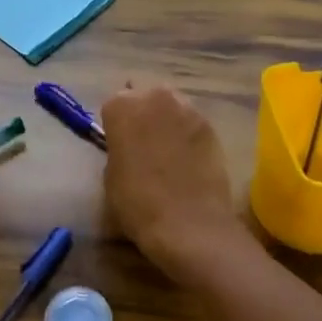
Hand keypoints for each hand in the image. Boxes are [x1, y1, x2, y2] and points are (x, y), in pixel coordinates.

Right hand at [101, 83, 260, 287]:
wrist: (189, 224)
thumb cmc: (138, 203)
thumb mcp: (111, 175)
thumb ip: (117, 148)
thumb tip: (127, 145)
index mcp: (122, 106)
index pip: (113, 104)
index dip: (116, 125)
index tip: (118, 143)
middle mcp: (154, 97)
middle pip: (144, 96)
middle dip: (143, 113)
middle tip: (143, 141)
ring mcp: (187, 108)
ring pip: (170, 104)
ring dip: (166, 119)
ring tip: (166, 148)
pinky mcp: (210, 125)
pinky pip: (191, 121)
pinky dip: (187, 133)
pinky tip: (187, 157)